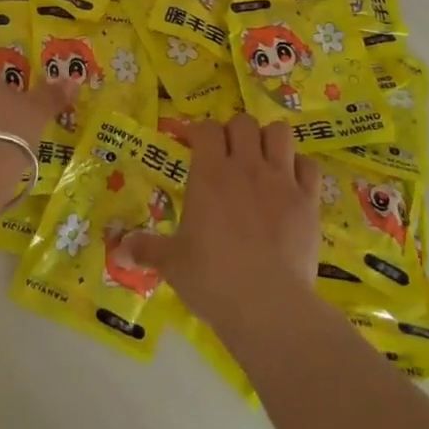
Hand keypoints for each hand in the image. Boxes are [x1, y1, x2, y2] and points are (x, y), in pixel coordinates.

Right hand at [135, 115, 319, 334]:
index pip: (206, 129)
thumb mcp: (172, 264)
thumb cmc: (212, 279)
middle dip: (234, 132)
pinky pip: (309, 165)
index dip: (199, 132)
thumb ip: (146, 249)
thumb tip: (119, 249)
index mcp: (209, 174)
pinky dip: (299, 168)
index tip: (193, 146)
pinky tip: (291, 183)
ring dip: (269, 140)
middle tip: (227, 155)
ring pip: (280, 133)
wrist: (268, 305)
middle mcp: (246, 167)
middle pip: (243, 122)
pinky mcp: (309, 201)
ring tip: (262, 160)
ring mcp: (281, 181)